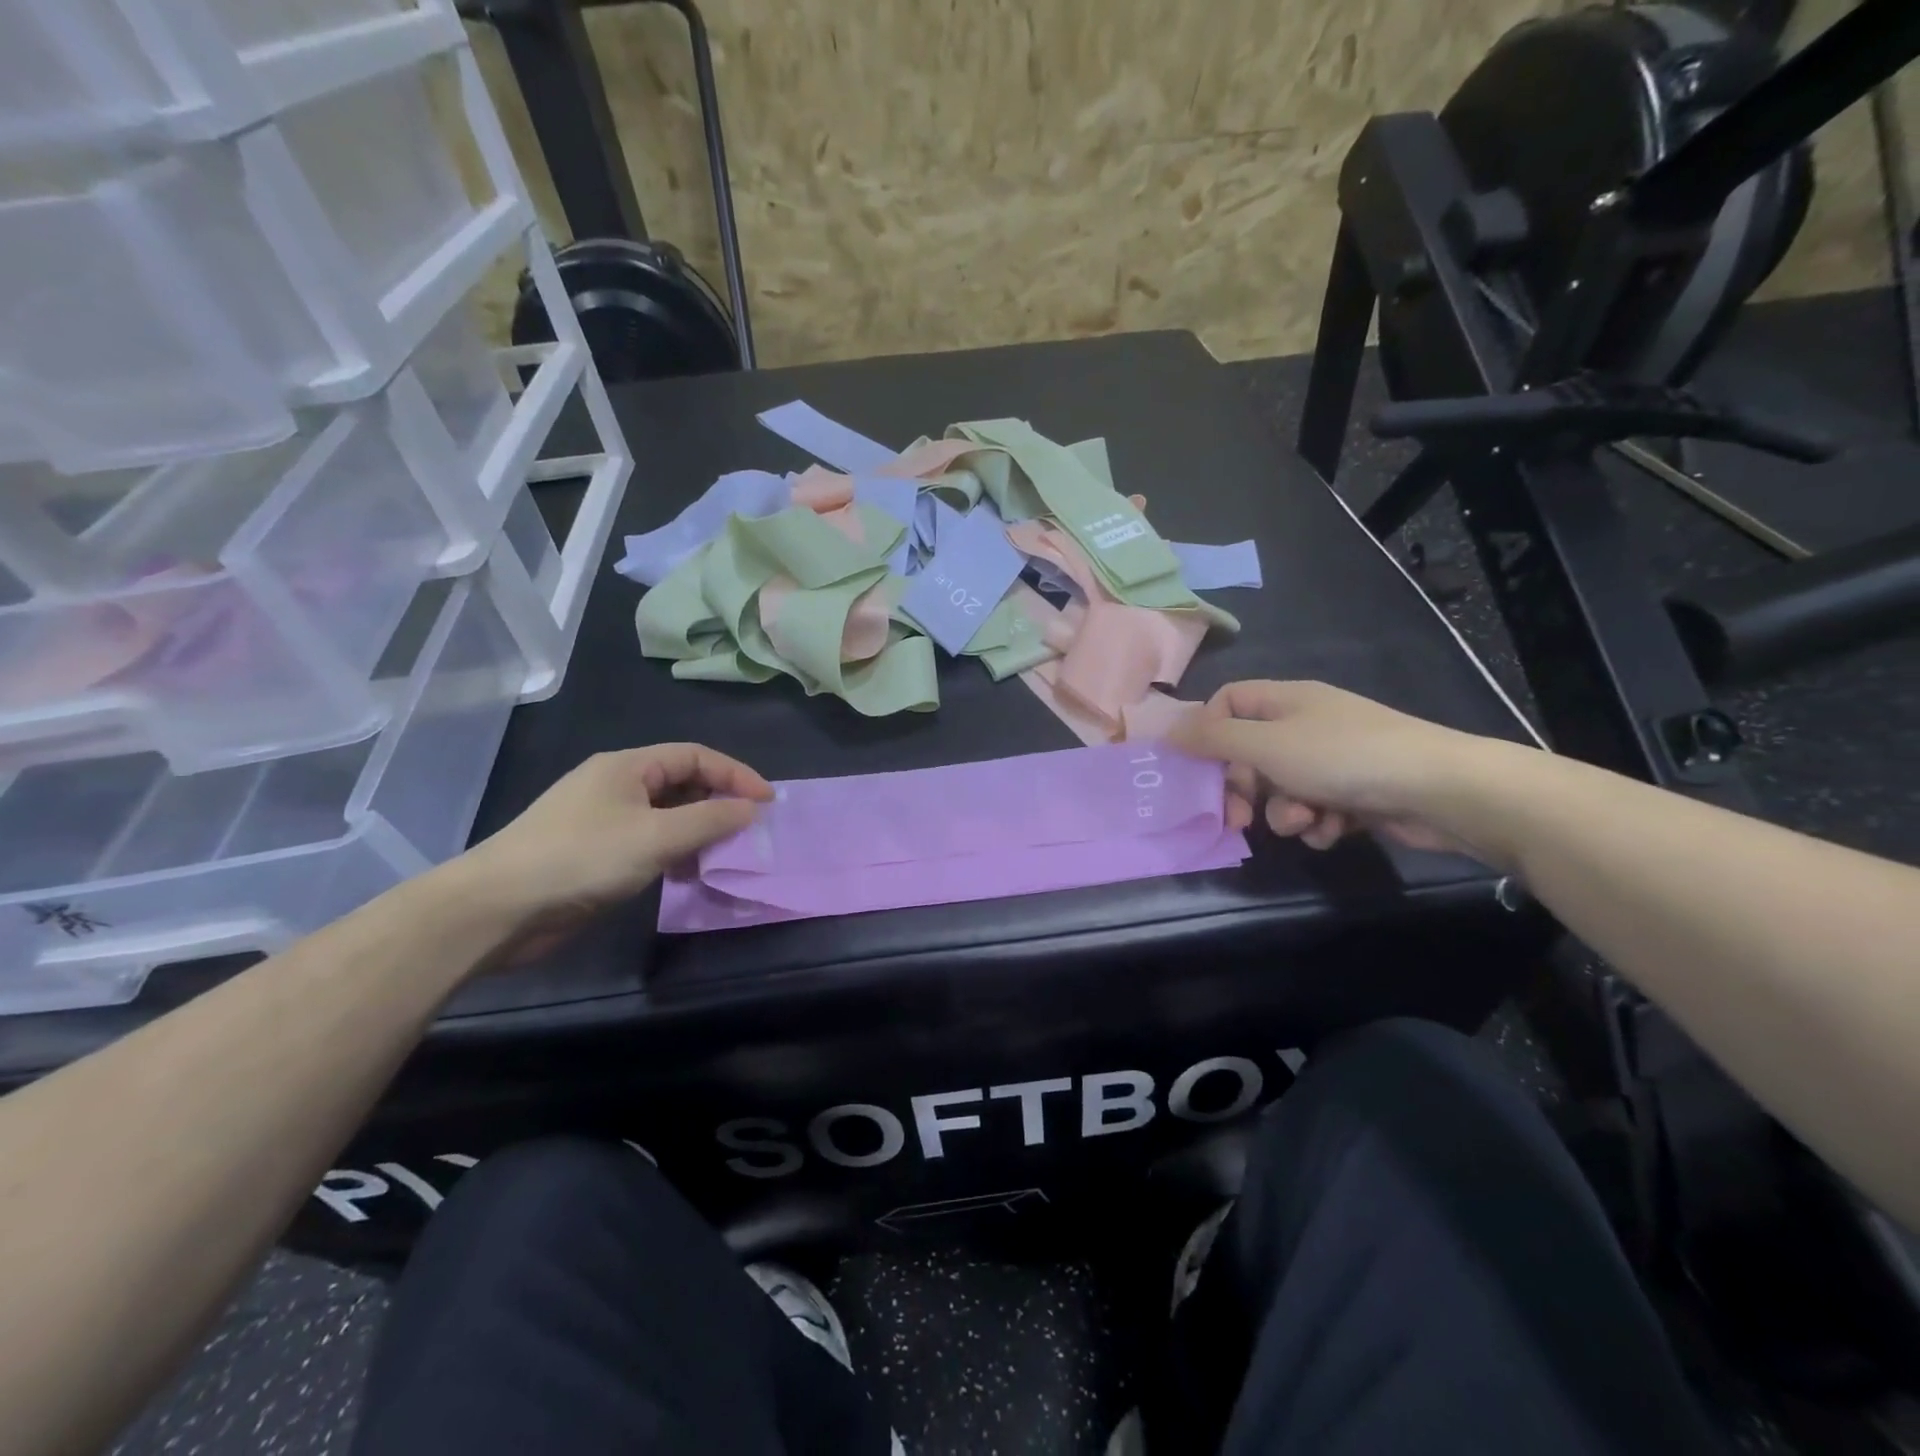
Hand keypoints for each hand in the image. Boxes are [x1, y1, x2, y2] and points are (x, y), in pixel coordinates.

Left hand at [449, 743, 773, 957]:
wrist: (498, 908)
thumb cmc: (582, 858)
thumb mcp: (657, 836)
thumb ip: (710, 819)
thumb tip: (751, 809)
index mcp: (627, 766)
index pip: (696, 756)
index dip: (736, 774)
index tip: (768, 802)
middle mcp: (616, 785)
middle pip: (682, 783)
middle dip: (719, 802)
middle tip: (750, 829)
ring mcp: (604, 819)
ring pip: (668, 815)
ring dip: (699, 831)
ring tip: (724, 855)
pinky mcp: (595, 852)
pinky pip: (650, 841)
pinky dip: (676, 852)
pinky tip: (688, 874)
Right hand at [1170, 680, 1508, 859]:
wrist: (1438, 789)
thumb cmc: (1342, 757)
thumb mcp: (1266, 746)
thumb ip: (1213, 739)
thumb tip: (1168, 730)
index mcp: (1284, 701)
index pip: (1227, 702)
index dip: (1208, 732)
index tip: (1199, 768)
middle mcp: (1305, 724)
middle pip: (1250, 753)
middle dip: (1243, 788)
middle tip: (1239, 818)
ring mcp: (1332, 759)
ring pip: (1280, 788)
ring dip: (1283, 812)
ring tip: (1305, 822)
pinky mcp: (1354, 792)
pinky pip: (1314, 808)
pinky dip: (1317, 822)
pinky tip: (1333, 829)